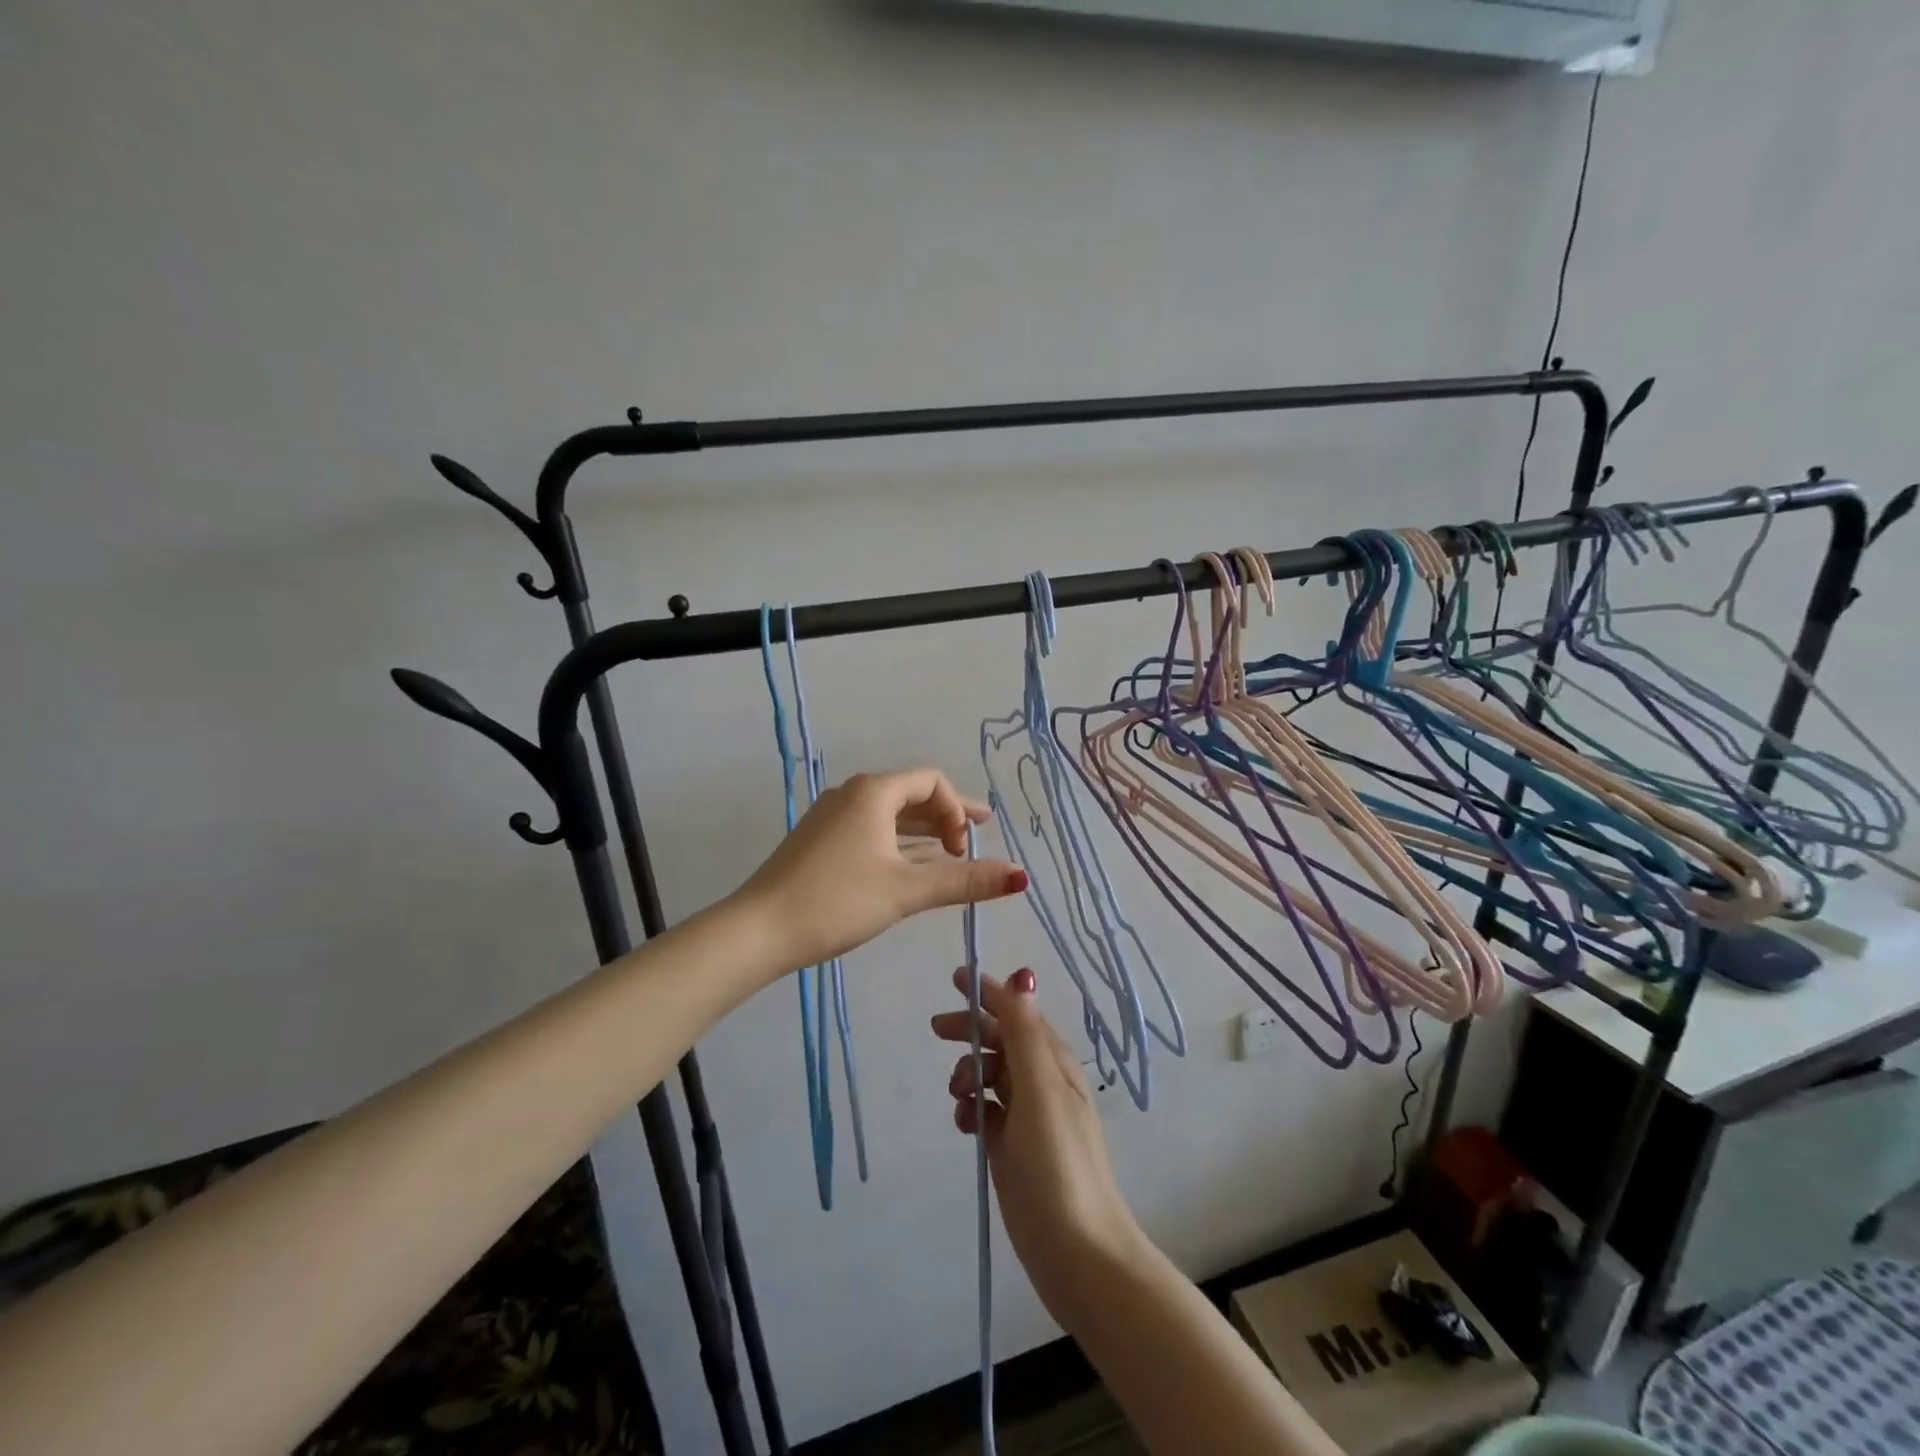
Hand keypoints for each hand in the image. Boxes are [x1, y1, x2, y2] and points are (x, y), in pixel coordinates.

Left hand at [736, 768, 1026, 975]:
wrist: (758, 929)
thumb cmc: (837, 901)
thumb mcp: (906, 891)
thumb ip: (963, 881)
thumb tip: (1020, 876)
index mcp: (873, 792)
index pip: (931, 781)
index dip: (957, 809)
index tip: (963, 849)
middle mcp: (852, 794)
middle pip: (911, 794)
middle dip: (947, 816)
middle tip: (978, 836)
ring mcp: (832, 817)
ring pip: (890, 815)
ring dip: (923, 831)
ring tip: (953, 852)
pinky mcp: (820, 840)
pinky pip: (871, 830)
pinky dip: (899, 843)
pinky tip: (912, 866)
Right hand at [933, 967, 1143, 1319]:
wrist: (1076, 1251)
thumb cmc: (1058, 1163)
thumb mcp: (1040, 1089)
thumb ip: (1025, 1032)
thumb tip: (1022, 973)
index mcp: (1054, 1062)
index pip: (1018, 1013)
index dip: (989, 993)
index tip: (956, 977)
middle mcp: (1043, 1083)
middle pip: (1001, 1041)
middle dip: (972, 1030)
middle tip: (937, 1029)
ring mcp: (1028, 1118)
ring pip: (992, 1076)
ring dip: (969, 1072)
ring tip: (957, 1093)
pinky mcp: (1014, 1149)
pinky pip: (987, 1113)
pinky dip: (972, 1109)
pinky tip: (964, 1125)